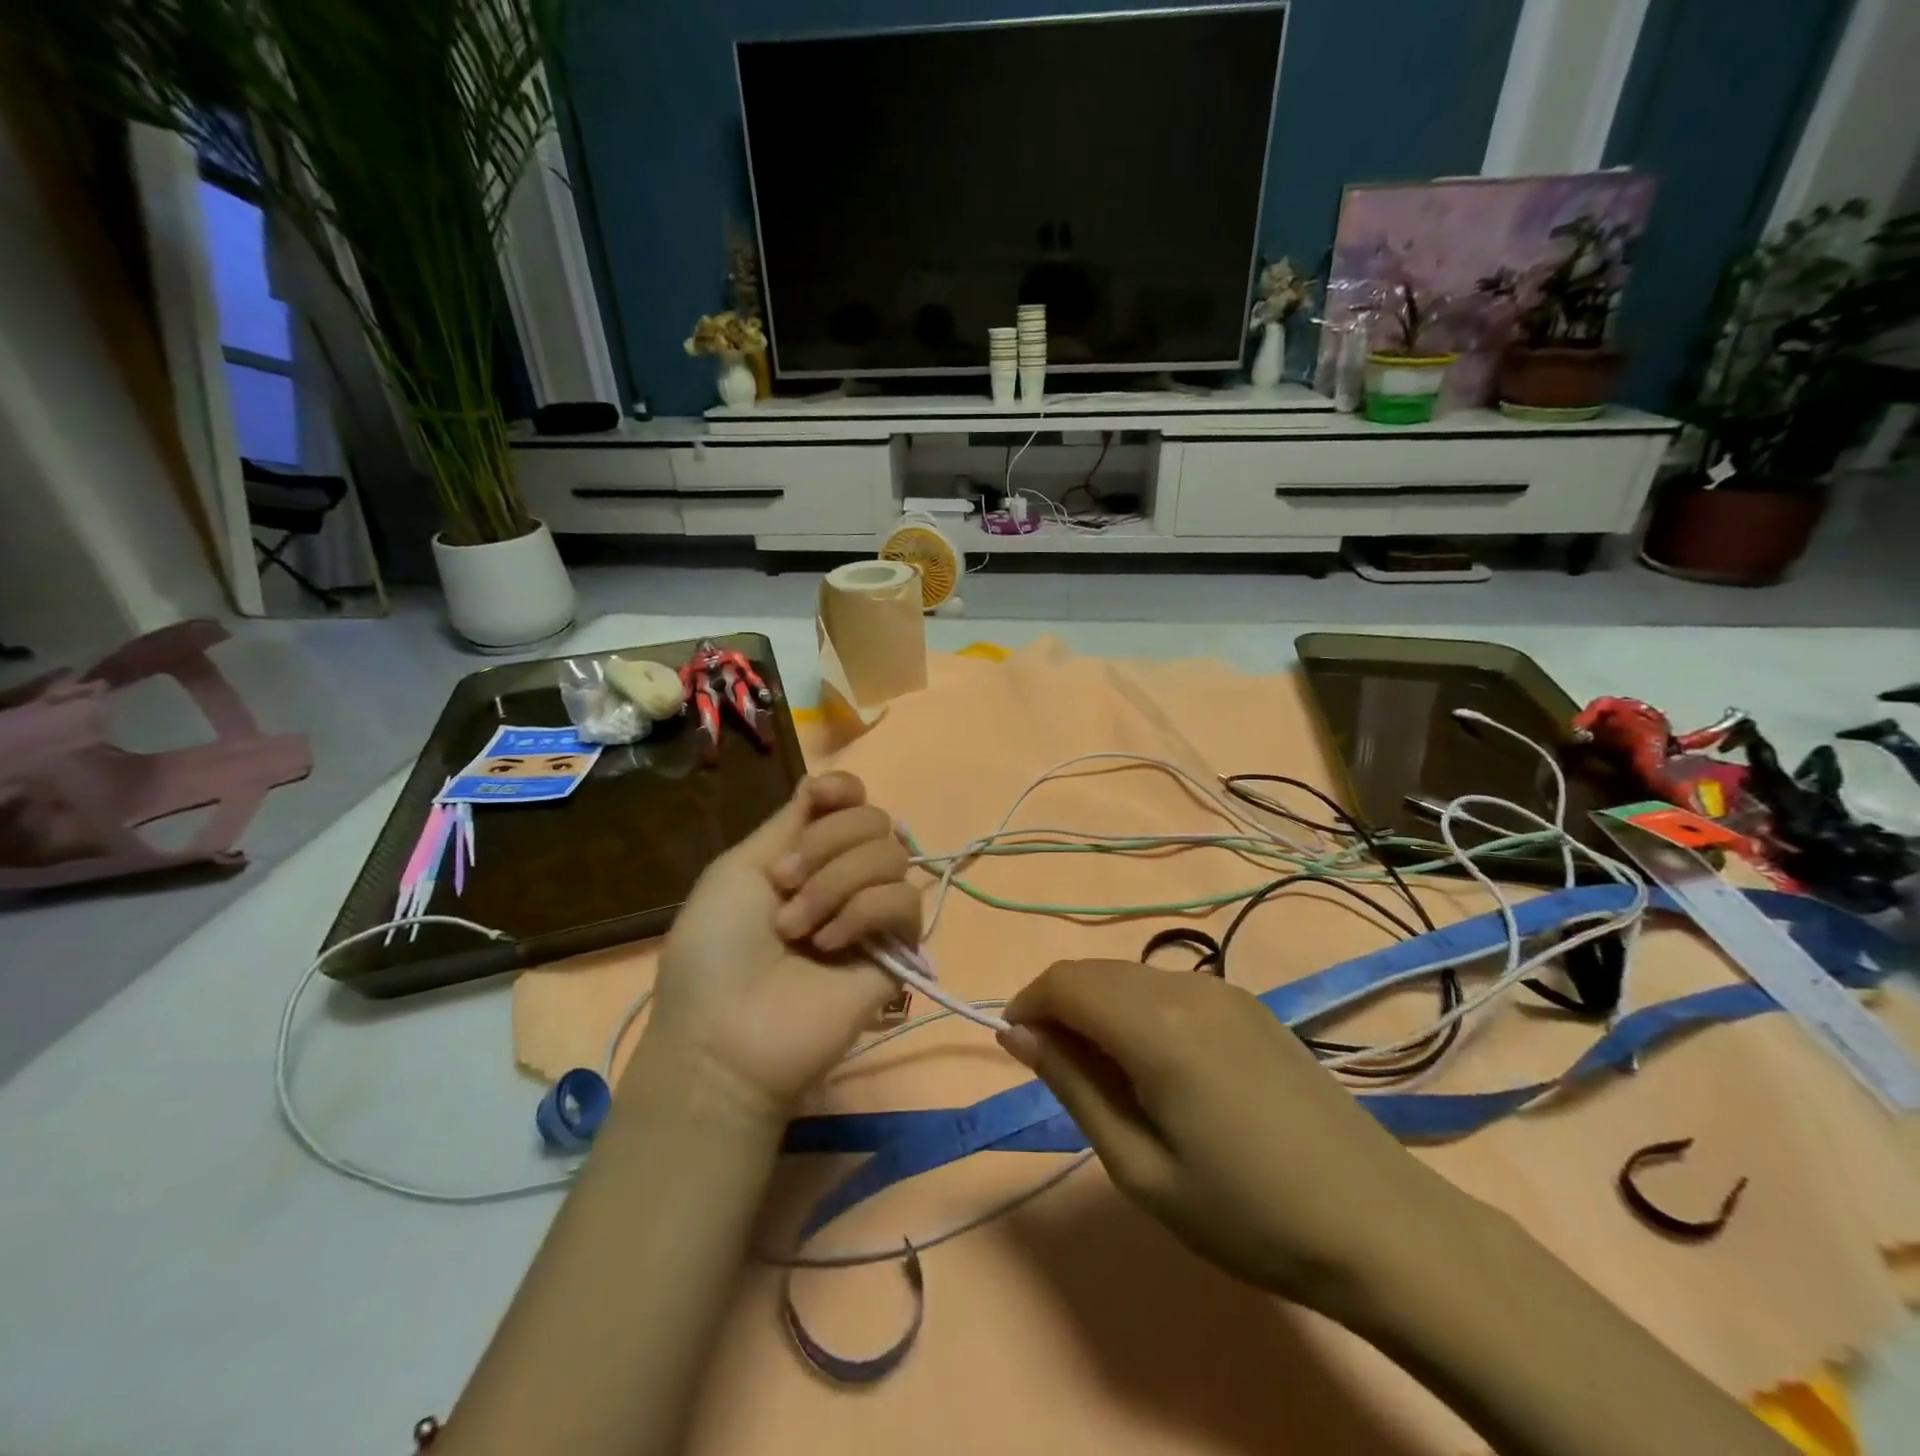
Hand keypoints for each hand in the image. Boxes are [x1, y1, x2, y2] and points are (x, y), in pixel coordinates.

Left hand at [648, 772, 918, 1124]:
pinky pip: (905, 902)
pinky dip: (865, 912)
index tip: (821, 799)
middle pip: (875, 819)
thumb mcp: (739, 869)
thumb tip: (824, 789)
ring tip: (800, 928)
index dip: (844, 789)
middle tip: (786, 885)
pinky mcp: (897, 950)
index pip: (852, 800)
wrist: (726, 1033)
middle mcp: (844, 876)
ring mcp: (872, 913)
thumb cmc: (715, 950)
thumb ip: (790, 823)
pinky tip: (831, 944)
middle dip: (828, 843)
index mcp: (807, 854)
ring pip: (893, 855)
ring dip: (838, 883)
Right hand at [1000, 960, 1463, 1310]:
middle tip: (1061, 1074)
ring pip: (1130, 975)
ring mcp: (1223, 989)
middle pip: (1094, 971)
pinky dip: (1138, 1008)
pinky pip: (1168, 986)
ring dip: (1099, 1007)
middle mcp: (1185, 985)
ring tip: (1110, 1077)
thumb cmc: (1247, 1213)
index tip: (1019, 1050)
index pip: (1063, 982)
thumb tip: (1017, 1033)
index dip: (1027, 1005)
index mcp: (1155, 1024)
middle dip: (1060, 1007)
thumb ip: (1072, 1085)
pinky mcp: (1249, 1003)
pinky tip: (1160, 1065)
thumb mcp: (1139, 1166)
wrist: (1381, 1225)